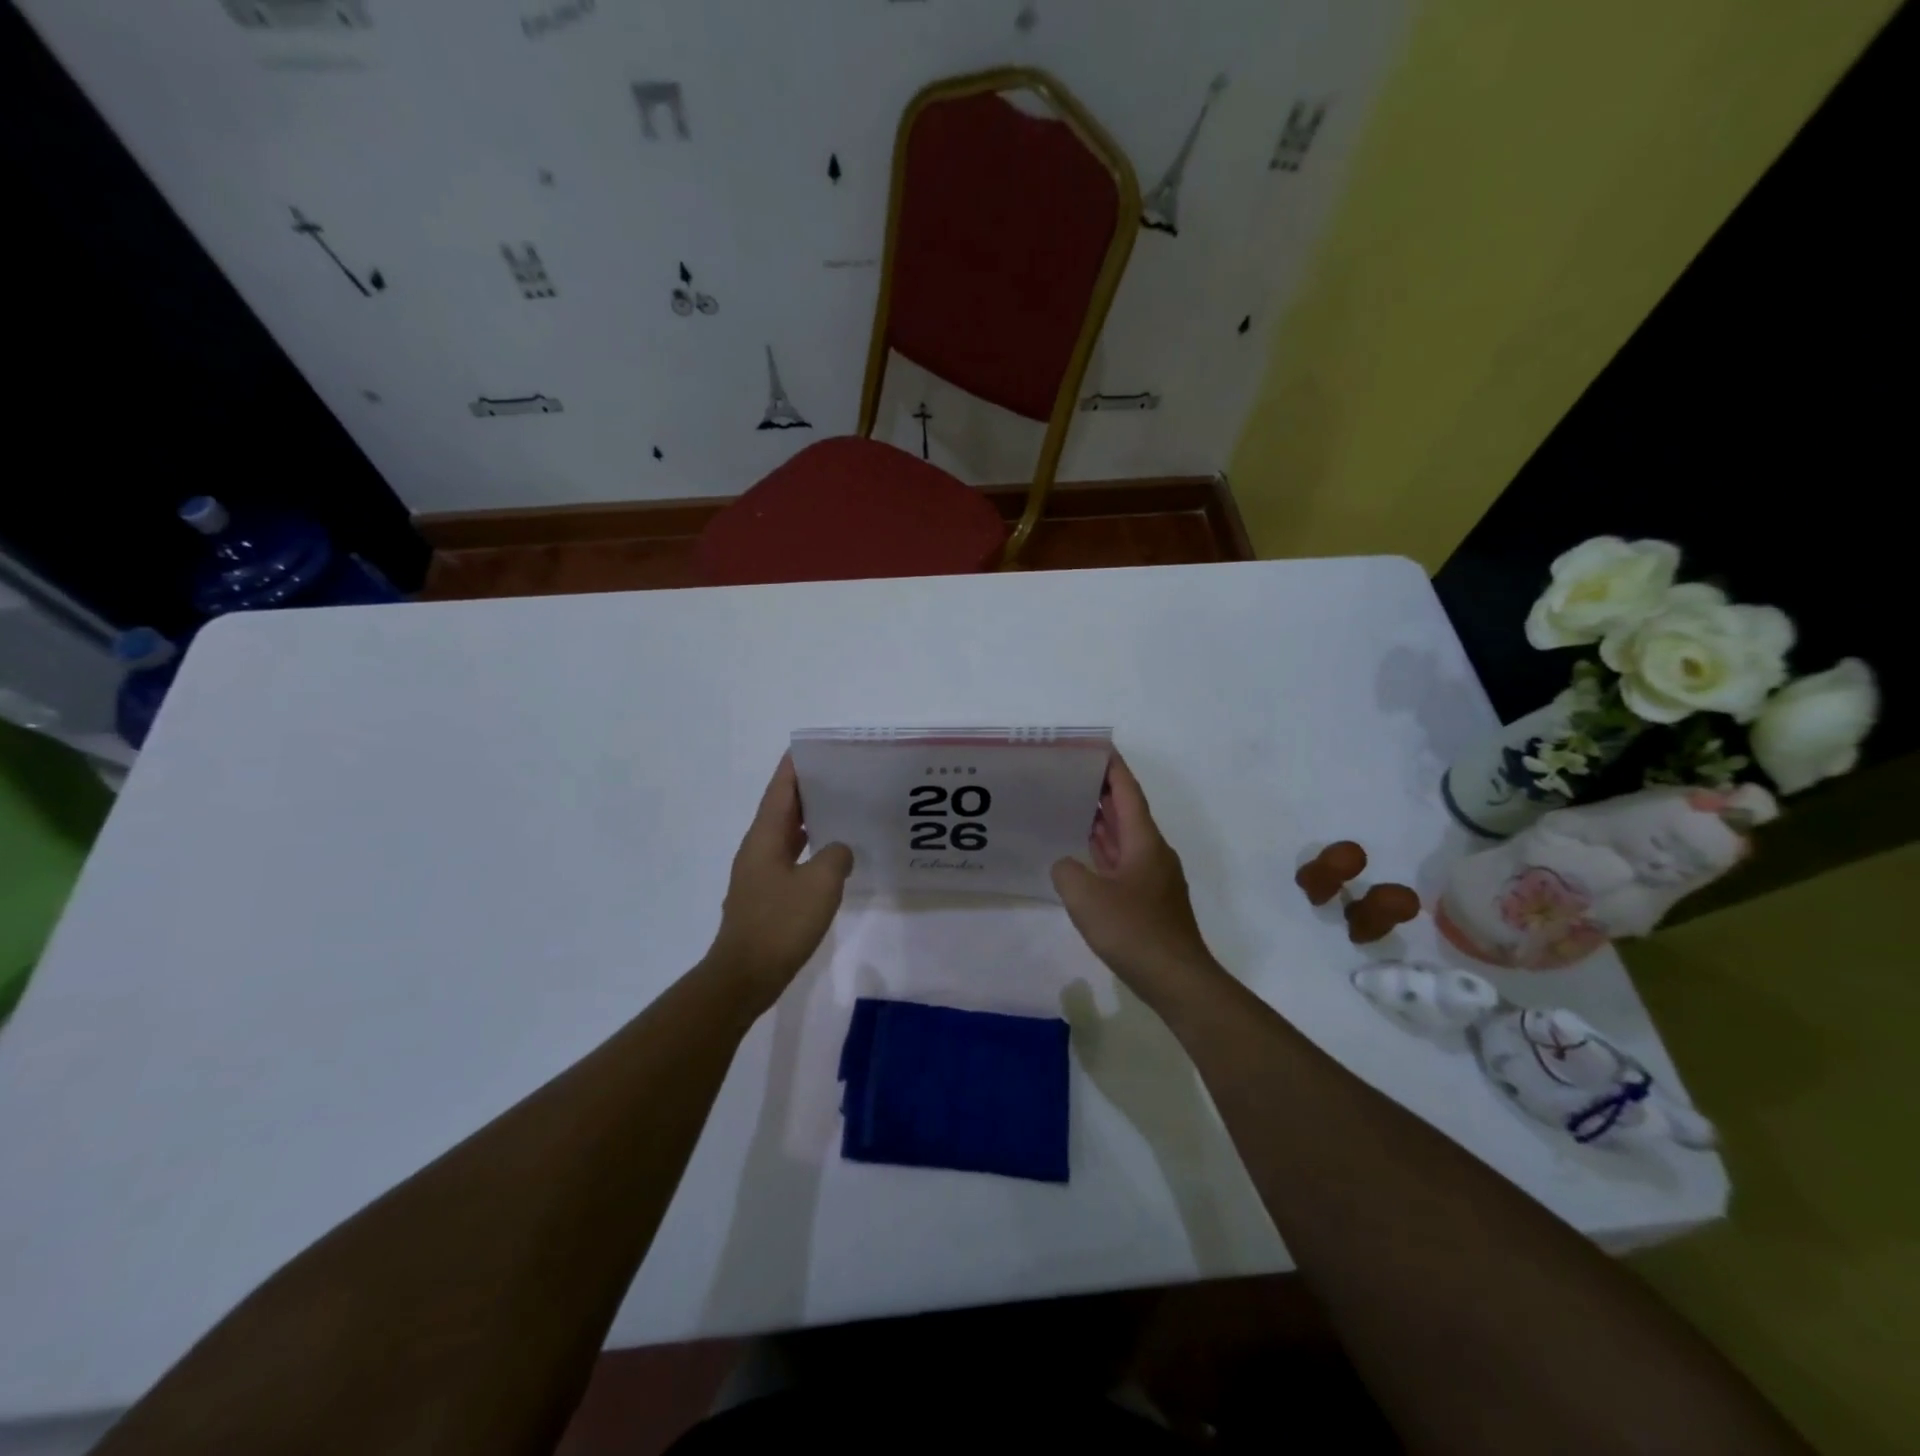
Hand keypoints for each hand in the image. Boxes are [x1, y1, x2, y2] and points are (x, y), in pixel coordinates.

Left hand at [705, 755, 852, 1011]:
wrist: (745, 975)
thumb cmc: (780, 923)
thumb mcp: (820, 884)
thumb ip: (836, 856)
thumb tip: (839, 850)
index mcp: (764, 837)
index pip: (780, 789)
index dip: (795, 766)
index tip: (816, 748)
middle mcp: (757, 848)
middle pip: (782, 808)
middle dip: (808, 789)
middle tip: (842, 775)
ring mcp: (759, 873)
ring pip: (786, 834)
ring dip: (810, 819)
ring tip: (842, 808)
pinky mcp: (765, 895)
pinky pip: (790, 858)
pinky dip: (809, 848)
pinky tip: (832, 856)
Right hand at [1052, 754, 1218, 997]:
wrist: (1176, 979)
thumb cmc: (1134, 930)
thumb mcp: (1086, 897)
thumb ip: (1067, 870)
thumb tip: (1066, 865)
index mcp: (1144, 841)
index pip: (1128, 792)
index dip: (1112, 767)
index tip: (1095, 747)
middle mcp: (1153, 852)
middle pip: (1127, 811)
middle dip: (1102, 791)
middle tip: (1070, 774)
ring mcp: (1153, 877)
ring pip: (1125, 838)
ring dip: (1101, 821)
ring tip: (1070, 806)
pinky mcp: (1149, 900)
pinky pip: (1122, 862)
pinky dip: (1103, 851)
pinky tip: (1083, 856)